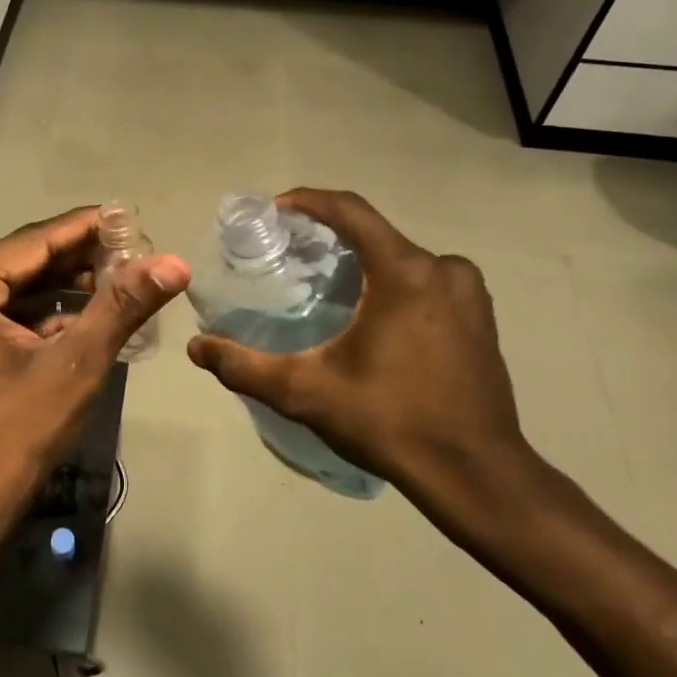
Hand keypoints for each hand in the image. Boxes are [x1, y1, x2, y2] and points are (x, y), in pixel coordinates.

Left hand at [0, 208, 189, 556]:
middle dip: (77, 260)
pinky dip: (37, 317)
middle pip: (20, 263)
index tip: (129, 217)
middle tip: (131, 254)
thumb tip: (174, 262)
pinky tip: (80, 319)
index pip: (32, 241)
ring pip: (10, 291)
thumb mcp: (74, 367)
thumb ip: (121, 306)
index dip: (86, 227)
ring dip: (61, 289)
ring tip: (116, 282)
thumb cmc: (12, 439)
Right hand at [186, 189, 561, 552]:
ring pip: (403, 258)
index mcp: (406, 272)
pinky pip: (428, 281)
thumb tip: (195, 348)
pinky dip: (395, 283)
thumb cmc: (390, 421)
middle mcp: (444, 269)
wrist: (476, 475)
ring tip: (328, 286)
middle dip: (332, 236)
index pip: (350, 211)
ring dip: (365, 261)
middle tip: (292, 256)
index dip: (308, 201)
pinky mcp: (481, 318)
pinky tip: (373, 315)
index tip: (275, 210)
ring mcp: (470, 293)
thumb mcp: (305, 392)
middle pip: (376, 233)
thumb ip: (245, 367)